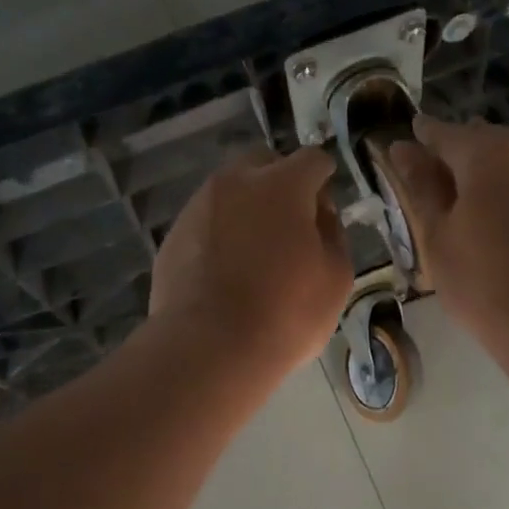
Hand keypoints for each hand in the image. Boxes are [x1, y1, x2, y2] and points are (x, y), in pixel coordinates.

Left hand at [149, 146, 351, 380]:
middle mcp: (235, 183)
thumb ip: (332, 235)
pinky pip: (206, 222)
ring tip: (255, 253)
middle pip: (263, 163)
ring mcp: (198, 207)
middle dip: (280, 183)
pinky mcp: (173, 236)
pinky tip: (226, 272)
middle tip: (290, 225)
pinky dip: (220, 235)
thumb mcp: (336, 278)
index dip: (324, 179)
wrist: (208, 348)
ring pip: (230, 192)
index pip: (312, 160)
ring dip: (247, 209)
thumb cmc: (285, 313)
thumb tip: (320, 216)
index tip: (325, 209)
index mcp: (282, 185)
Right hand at [387, 117, 508, 332]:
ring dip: (502, 175)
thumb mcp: (437, 235)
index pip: (446, 132)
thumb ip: (421, 186)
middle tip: (446, 175)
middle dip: (466, 152)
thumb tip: (403, 148)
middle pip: (490, 142)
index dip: (425, 135)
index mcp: (488, 154)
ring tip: (485, 201)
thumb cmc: (481, 279)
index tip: (410, 138)